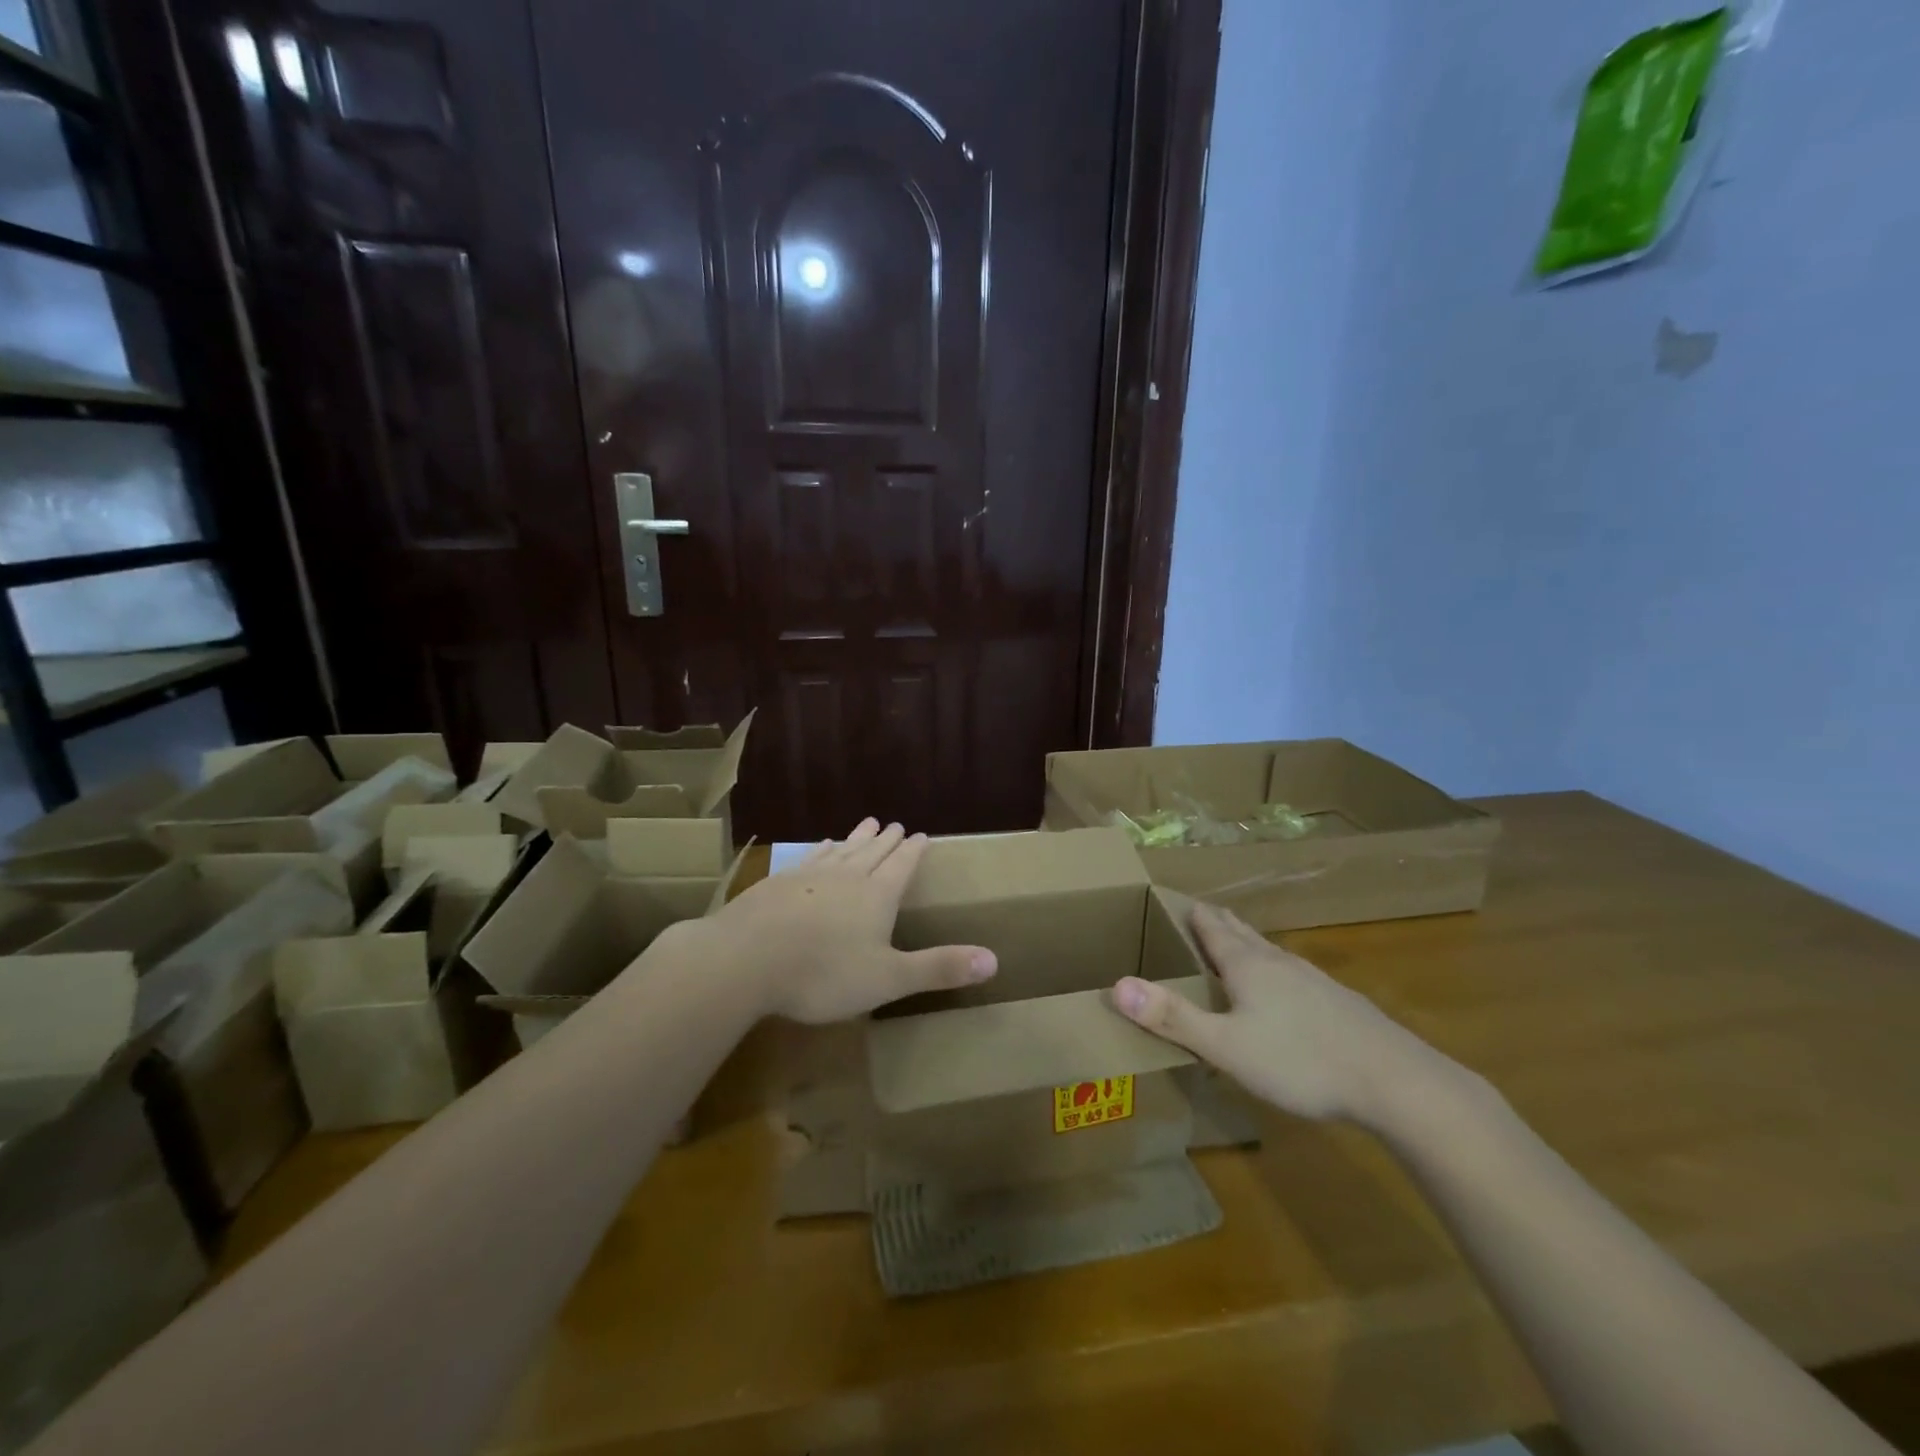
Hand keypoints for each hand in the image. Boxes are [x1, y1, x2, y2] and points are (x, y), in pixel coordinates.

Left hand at [706, 818, 995, 1023]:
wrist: (746, 959)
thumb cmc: (823, 973)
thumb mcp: (888, 979)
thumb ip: (939, 968)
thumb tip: (995, 959)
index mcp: (877, 896)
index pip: (902, 865)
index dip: (914, 852)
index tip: (921, 835)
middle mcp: (847, 877)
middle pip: (873, 852)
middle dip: (888, 840)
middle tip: (897, 824)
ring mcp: (810, 876)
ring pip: (843, 850)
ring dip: (857, 837)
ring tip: (867, 823)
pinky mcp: (779, 882)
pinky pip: (810, 858)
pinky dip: (822, 849)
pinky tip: (822, 846)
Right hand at [1111, 902, 1443, 1125]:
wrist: (1395, 1082)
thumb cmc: (1300, 1060)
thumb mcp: (1225, 1046)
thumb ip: (1172, 1017)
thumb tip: (1116, 984)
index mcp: (1246, 965)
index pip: (1211, 927)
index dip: (1190, 913)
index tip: (1173, 900)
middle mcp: (1278, 962)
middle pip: (1241, 932)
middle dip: (1217, 922)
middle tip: (1198, 913)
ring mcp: (1313, 980)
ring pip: (1269, 952)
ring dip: (1246, 944)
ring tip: (1235, 944)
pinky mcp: (1338, 1003)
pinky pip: (1293, 975)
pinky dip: (1274, 971)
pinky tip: (1283, 992)